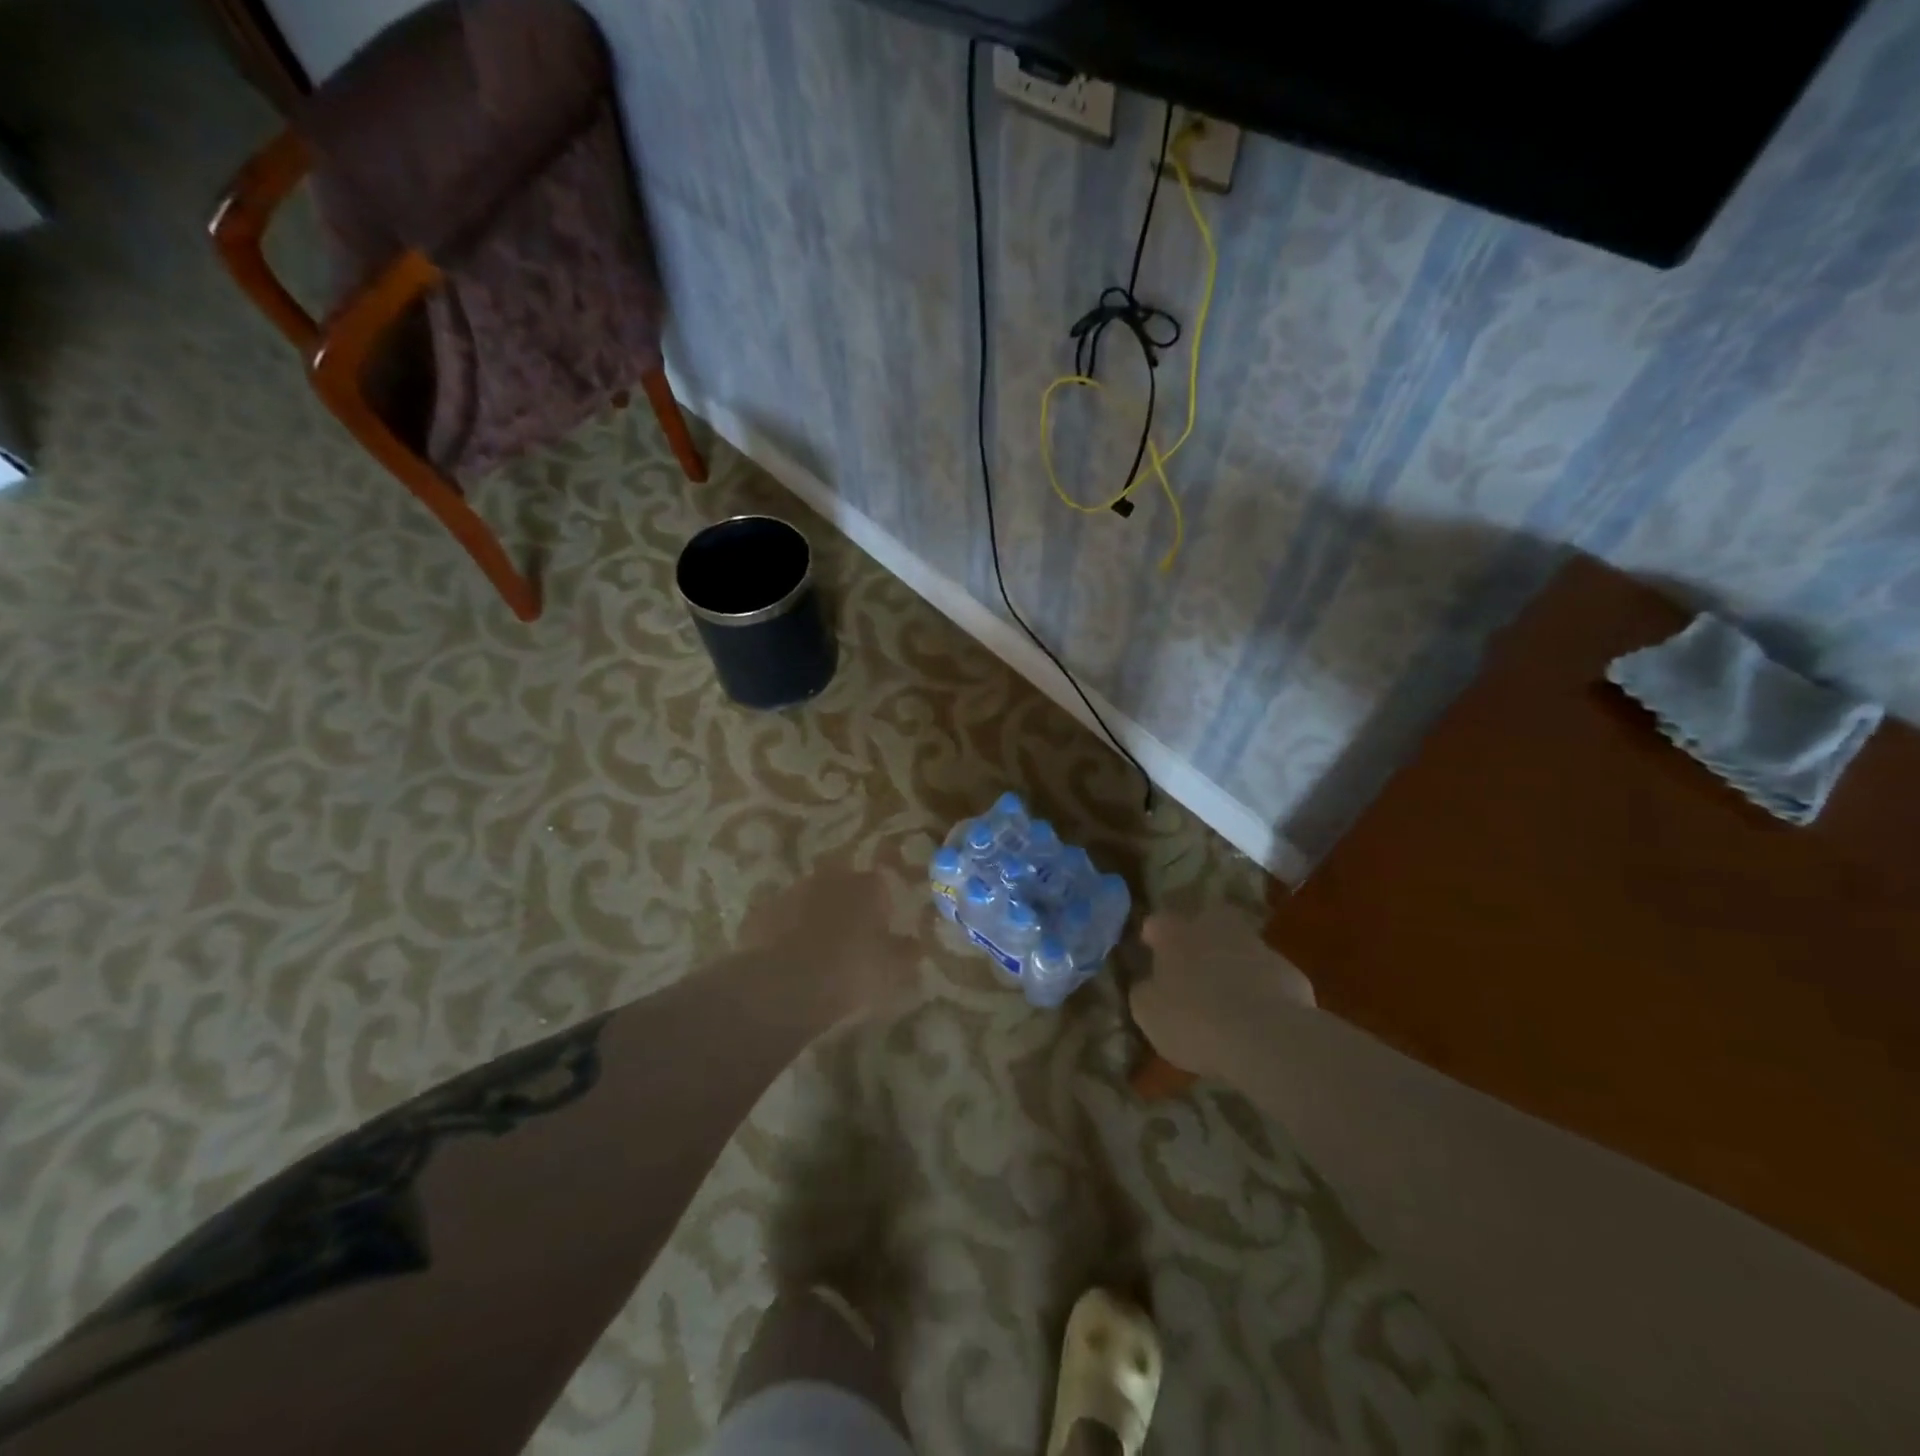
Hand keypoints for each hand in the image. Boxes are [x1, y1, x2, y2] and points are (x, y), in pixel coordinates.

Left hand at [740, 869, 920, 1026]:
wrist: (782, 986)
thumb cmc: (849, 972)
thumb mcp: (891, 970)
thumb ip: (906, 953)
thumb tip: (914, 944)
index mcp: (866, 886)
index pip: (880, 884)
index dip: (882, 904)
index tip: (882, 927)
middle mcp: (829, 879)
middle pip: (842, 883)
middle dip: (846, 902)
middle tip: (849, 933)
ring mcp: (791, 892)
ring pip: (809, 897)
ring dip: (814, 914)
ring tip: (817, 948)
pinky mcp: (761, 912)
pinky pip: (780, 917)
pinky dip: (785, 930)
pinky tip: (787, 956)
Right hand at [1131, 906, 1316, 1080]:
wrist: (1266, 1037)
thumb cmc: (1193, 1020)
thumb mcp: (1149, 1013)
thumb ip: (1145, 992)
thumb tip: (1147, 984)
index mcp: (1176, 934)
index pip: (1159, 921)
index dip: (1154, 935)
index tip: (1150, 948)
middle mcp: (1215, 929)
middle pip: (1206, 918)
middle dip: (1200, 933)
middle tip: (1194, 959)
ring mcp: (1257, 947)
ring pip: (1240, 945)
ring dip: (1233, 960)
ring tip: (1228, 992)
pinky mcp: (1289, 973)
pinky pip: (1267, 974)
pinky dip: (1260, 987)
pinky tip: (1257, 1014)